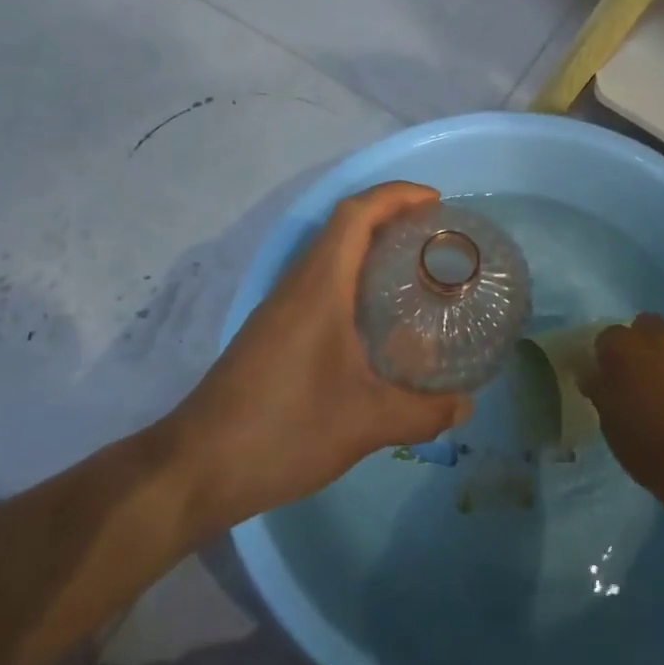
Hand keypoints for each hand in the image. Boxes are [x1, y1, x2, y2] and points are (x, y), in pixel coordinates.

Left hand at [171, 182, 473, 524]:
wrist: (196, 468)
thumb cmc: (283, 430)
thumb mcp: (366, 423)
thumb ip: (423, 412)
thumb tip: (467, 405)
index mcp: (319, 287)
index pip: (355, 214)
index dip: (396, 196)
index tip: (436, 202)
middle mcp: (297, 286)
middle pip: (343, 227)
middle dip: (390, 217)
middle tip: (436, 237)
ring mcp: (280, 309)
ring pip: (329, 257)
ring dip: (371, 249)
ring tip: (416, 271)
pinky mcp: (273, 333)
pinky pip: (320, 286)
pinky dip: (354, 281)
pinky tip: (378, 321)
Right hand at [588, 314, 663, 495]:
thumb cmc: (648, 443)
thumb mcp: (610, 423)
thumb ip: (600, 391)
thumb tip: (592, 376)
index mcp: (624, 346)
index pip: (607, 337)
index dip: (607, 356)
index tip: (609, 377)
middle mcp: (660, 336)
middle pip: (646, 326)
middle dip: (643, 343)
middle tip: (641, 374)